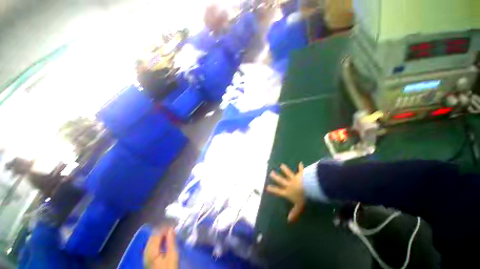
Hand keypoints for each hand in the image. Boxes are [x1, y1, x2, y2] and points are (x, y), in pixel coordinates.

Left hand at [144, 227, 178, 268]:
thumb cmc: (169, 268)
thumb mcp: (173, 256)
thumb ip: (171, 241)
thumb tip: (171, 229)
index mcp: (151, 251)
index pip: (156, 234)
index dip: (165, 228)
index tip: (174, 227)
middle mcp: (146, 252)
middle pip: (153, 236)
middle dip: (163, 231)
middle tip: (173, 230)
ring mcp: (146, 256)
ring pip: (152, 240)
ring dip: (161, 236)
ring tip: (170, 235)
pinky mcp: (148, 259)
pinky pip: (152, 245)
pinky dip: (158, 241)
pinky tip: (165, 243)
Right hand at [267, 163, 304, 221]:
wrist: (308, 187)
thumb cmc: (302, 197)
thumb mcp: (298, 206)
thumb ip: (294, 212)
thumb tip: (288, 220)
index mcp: (288, 192)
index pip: (278, 191)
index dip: (273, 189)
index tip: (267, 187)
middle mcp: (289, 184)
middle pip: (281, 181)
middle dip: (276, 177)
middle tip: (271, 173)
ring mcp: (294, 179)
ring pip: (288, 174)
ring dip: (285, 169)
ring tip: (281, 165)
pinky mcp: (300, 175)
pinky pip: (300, 171)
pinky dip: (300, 167)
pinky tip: (301, 163)